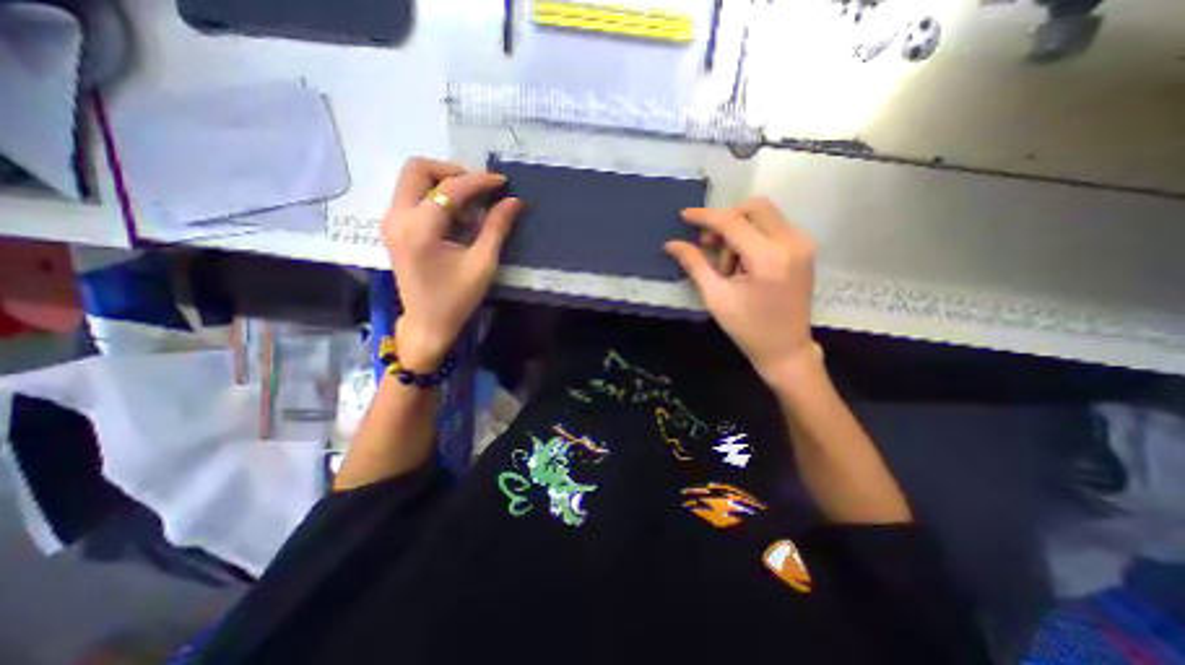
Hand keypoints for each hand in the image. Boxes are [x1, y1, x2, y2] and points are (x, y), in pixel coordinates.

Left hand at [384, 158, 522, 369]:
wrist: (427, 324)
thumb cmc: (457, 298)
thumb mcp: (482, 264)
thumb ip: (497, 228)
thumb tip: (514, 201)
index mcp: (420, 229)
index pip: (449, 188)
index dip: (479, 181)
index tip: (502, 181)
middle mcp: (397, 217)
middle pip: (418, 169)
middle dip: (452, 172)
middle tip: (479, 189)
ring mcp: (391, 221)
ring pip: (413, 180)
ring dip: (444, 184)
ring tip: (471, 208)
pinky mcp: (393, 228)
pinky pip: (412, 196)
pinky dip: (436, 197)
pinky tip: (456, 218)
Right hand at [663, 197, 820, 383]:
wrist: (786, 349)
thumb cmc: (747, 328)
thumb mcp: (715, 297)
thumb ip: (694, 264)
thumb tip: (671, 244)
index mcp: (768, 258)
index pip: (732, 222)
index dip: (705, 216)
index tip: (684, 216)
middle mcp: (791, 242)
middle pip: (754, 207)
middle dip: (726, 220)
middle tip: (710, 245)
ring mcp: (802, 244)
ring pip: (764, 215)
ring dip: (739, 231)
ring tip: (729, 265)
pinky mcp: (804, 249)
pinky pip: (773, 227)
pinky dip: (753, 236)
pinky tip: (744, 261)